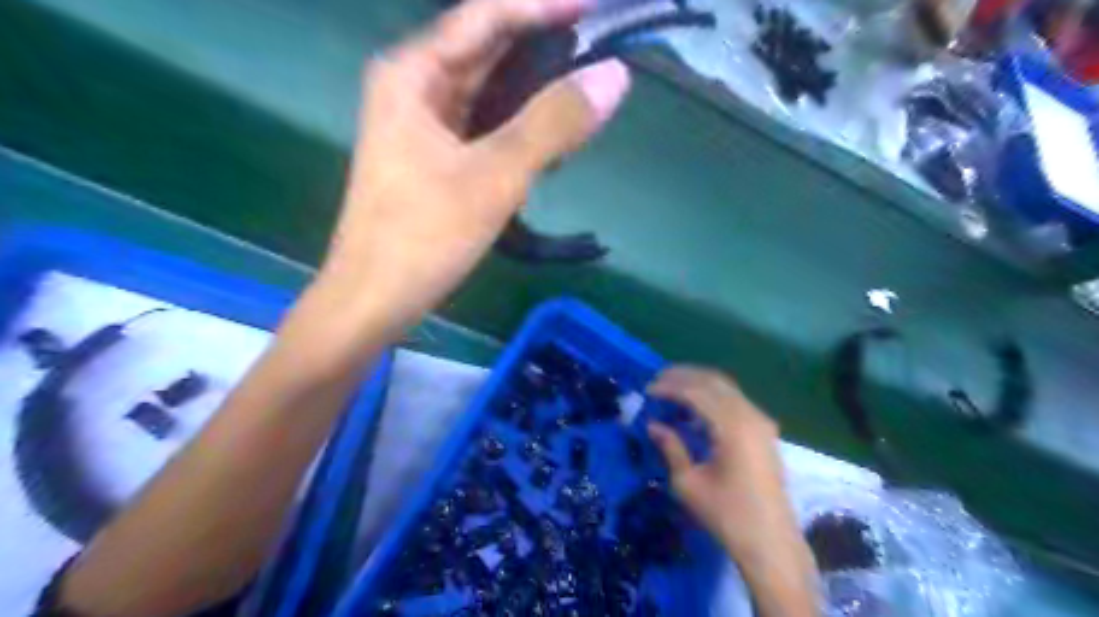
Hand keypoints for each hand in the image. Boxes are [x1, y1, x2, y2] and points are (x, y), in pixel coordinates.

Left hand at [315, 0, 625, 328]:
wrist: (373, 299)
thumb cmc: (423, 236)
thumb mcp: (494, 176)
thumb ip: (553, 123)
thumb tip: (615, 75)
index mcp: (414, 75)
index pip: (486, 16)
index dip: (542, 5)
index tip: (595, 5)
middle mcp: (414, 90)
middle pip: (487, 52)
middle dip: (542, 51)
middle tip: (599, 57)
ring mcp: (422, 127)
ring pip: (488, 94)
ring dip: (533, 96)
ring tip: (582, 101)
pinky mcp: (434, 160)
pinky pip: (483, 129)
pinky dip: (517, 132)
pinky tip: (547, 147)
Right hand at [645, 368, 813, 613]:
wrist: (770, 542)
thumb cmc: (727, 515)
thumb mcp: (688, 483)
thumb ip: (670, 447)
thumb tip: (653, 424)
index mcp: (733, 426)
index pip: (696, 391)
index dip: (669, 387)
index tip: (646, 390)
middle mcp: (751, 415)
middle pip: (713, 381)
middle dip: (682, 377)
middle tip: (656, 381)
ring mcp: (761, 421)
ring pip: (726, 388)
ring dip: (697, 384)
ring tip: (670, 389)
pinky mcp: (765, 431)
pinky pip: (735, 401)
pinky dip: (712, 397)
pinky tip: (694, 408)